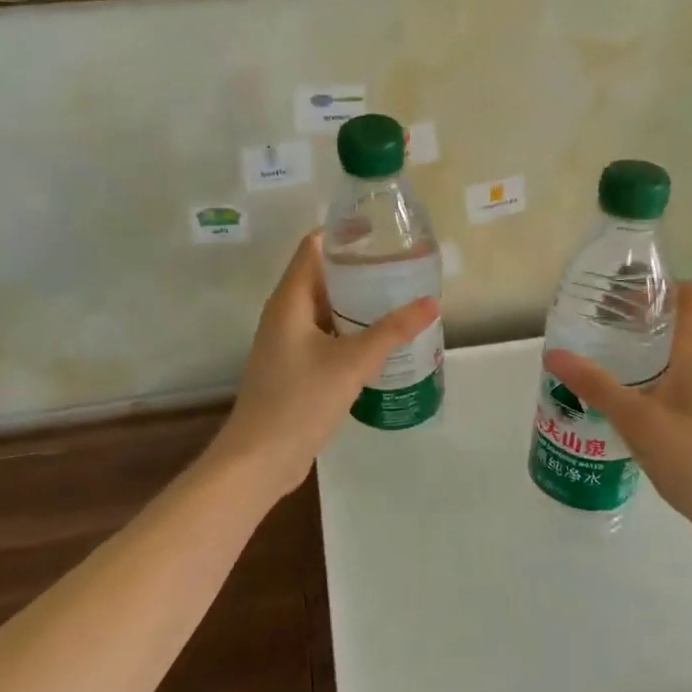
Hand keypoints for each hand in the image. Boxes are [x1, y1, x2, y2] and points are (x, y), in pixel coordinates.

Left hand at [214, 233, 439, 500]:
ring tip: (399, 298)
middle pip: (323, 276)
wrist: (259, 460)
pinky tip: (382, 340)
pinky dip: (351, 330)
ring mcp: (288, 342)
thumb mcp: (351, 363)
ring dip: (358, 302)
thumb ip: (392, 331)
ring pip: (326, 308)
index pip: (314, 247)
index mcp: (290, 300)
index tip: (383, 231)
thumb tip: (431, 302)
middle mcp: (285, 314)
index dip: (345, 233)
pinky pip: (326, 335)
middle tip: (402, 266)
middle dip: (360, 269)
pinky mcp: (295, 366)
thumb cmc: (299, 402)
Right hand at [543, 282, 691, 554]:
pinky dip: (653, 382)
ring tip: (603, 358)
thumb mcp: (638, 420)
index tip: (622, 291)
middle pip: (681, 323)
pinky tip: (624, 403)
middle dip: (641, 318)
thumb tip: (554, 354)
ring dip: (645, 352)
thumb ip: (596, 386)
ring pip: (678, 357)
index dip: (661, 284)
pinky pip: (679, 386)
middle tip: (597, 323)